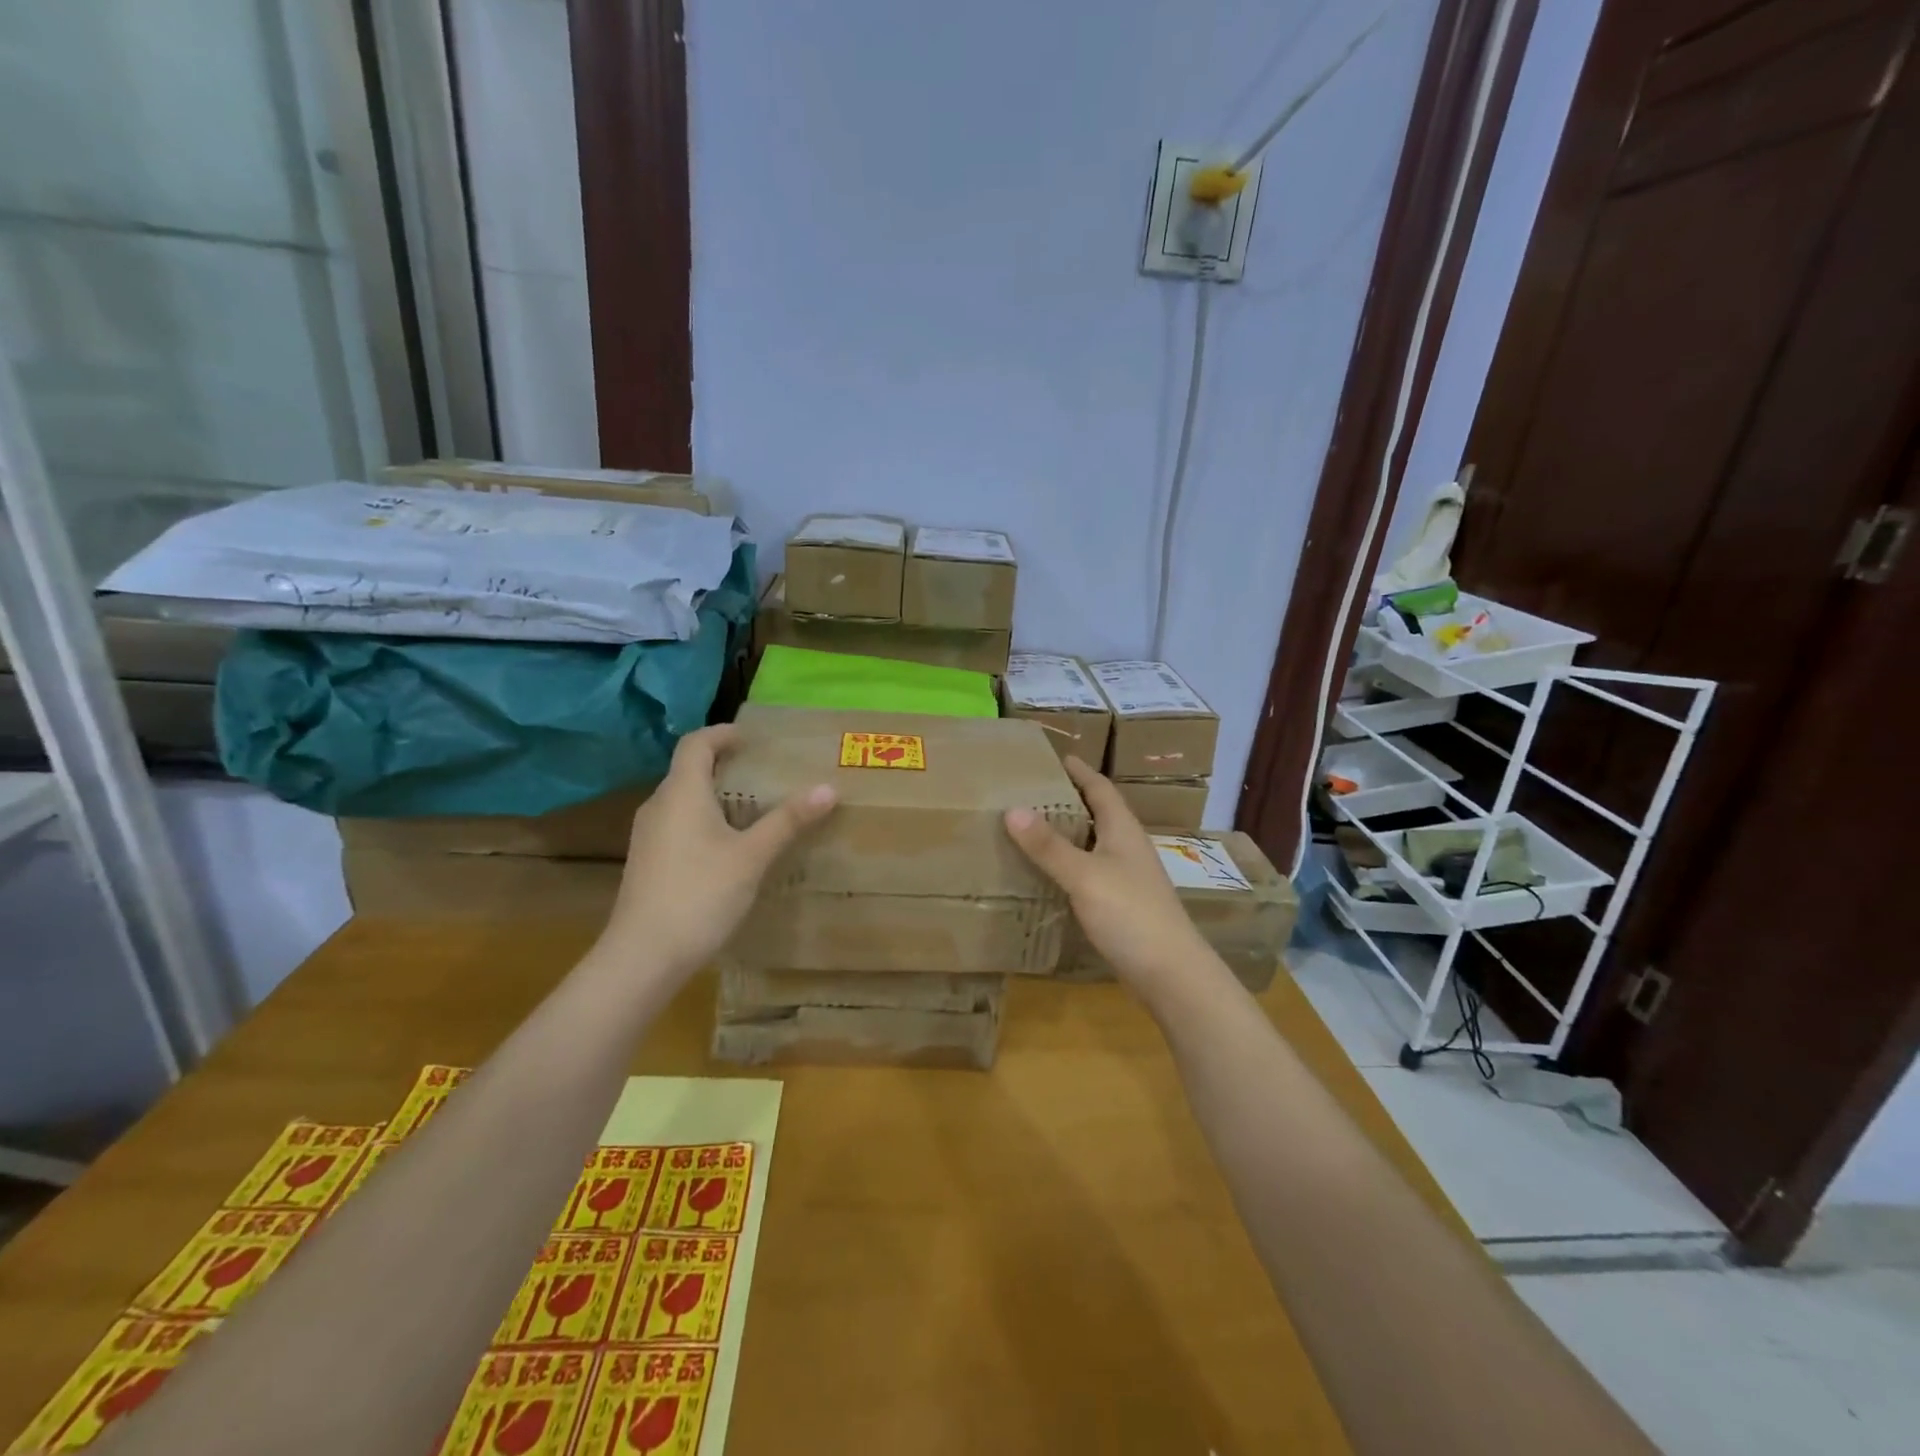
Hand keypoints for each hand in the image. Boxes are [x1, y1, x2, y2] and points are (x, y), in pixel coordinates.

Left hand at [600, 724, 835, 977]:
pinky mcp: (648, 862)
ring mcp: (648, 836)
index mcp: (681, 793)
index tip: (752, 738)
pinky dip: (705, 821)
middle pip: (689, 771)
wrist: (644, 956)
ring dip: (715, 796)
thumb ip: (788, 820)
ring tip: (753, 809)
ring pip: (683, 801)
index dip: (723, 733)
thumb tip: (827, 788)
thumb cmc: (700, 894)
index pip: (696, 743)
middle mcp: (659, 806)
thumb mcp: (752, 856)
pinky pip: (678, 825)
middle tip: (764, 773)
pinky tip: (729, 847)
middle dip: (725, 766)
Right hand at [1003, 757, 1210, 996]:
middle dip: (1067, 799)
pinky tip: (1047, 875)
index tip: (1053, 756)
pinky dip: (1068, 865)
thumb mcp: (1084, 875)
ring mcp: (1127, 877)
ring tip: (1030, 828)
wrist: (1171, 974)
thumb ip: (1049, 845)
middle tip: (1029, 791)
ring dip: (1067, 833)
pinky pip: (1090, 872)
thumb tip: (1012, 809)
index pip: (1100, 787)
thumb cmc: (1130, 914)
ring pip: (1093, 843)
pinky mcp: (1122, 904)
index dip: (1078, 771)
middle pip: (1097, 813)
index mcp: (1122, 829)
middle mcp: (1127, 847)